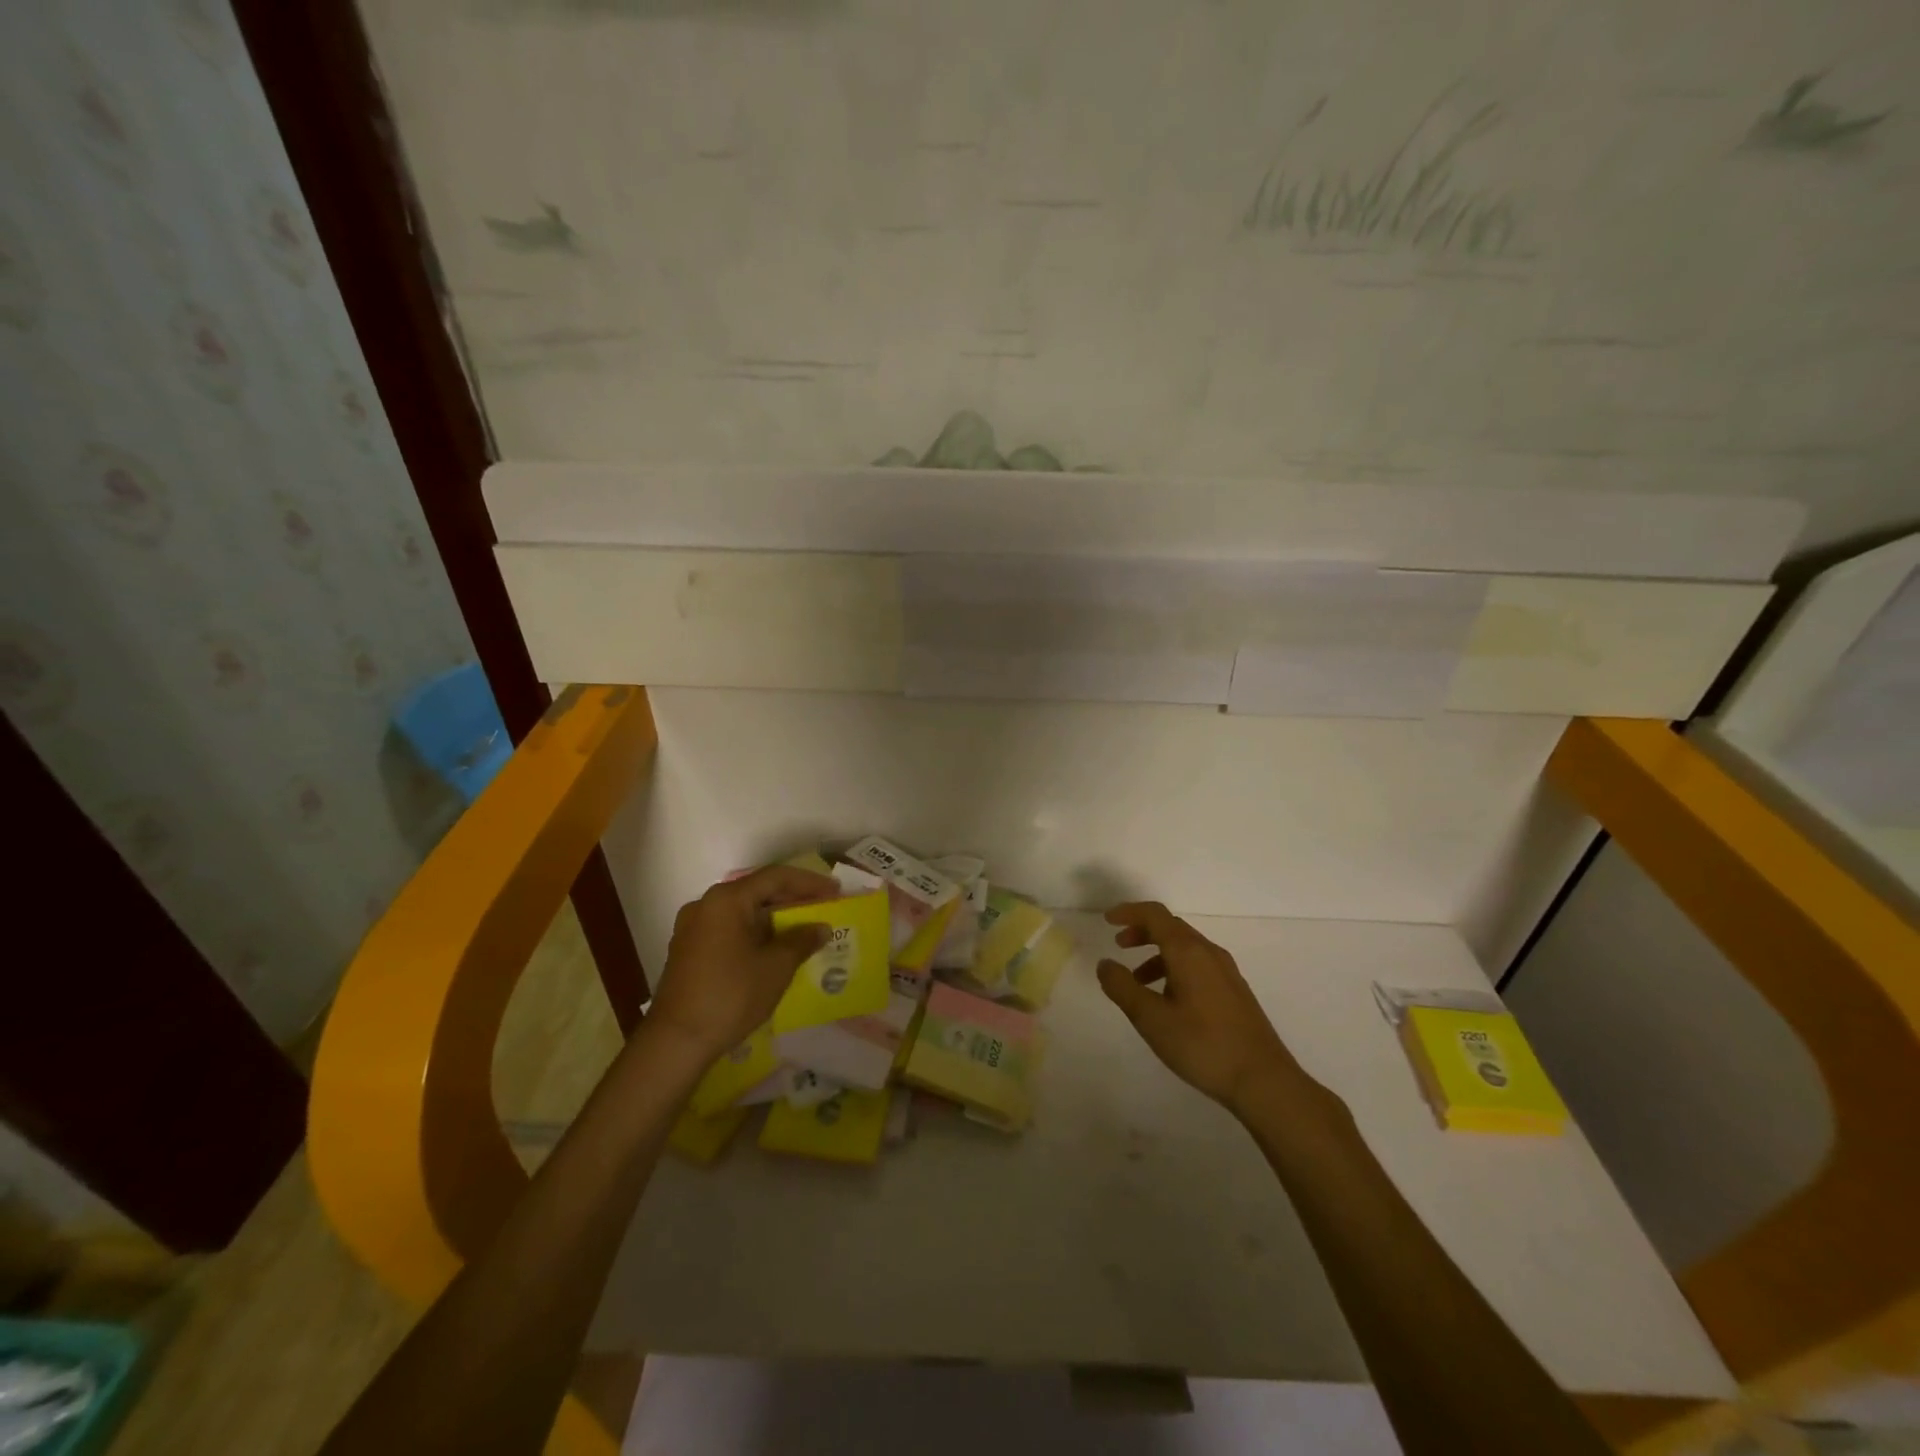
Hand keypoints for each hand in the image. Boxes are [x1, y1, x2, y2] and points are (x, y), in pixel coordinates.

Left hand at [647, 864, 838, 1059]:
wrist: (676, 1041)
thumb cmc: (731, 996)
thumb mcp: (776, 967)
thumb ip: (802, 941)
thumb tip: (820, 928)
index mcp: (727, 900)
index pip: (775, 877)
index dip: (809, 882)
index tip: (835, 891)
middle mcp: (706, 905)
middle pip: (757, 892)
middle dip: (792, 900)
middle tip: (823, 909)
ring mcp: (693, 928)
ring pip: (743, 912)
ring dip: (774, 919)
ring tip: (803, 930)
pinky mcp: (688, 951)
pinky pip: (729, 930)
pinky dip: (754, 934)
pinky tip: (774, 950)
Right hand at [1096, 902, 1320, 1115]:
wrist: (1263, 1080)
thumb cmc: (1202, 1045)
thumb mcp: (1151, 1018)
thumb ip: (1122, 987)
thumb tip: (1105, 964)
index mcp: (1188, 951)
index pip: (1155, 915)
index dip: (1129, 912)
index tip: (1108, 921)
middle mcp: (1209, 953)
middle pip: (1171, 927)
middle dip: (1142, 931)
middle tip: (1119, 945)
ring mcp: (1226, 972)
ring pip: (1185, 948)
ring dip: (1157, 954)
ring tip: (1138, 981)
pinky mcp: (1235, 992)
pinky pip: (1198, 965)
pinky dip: (1175, 969)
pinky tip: (1168, 1000)